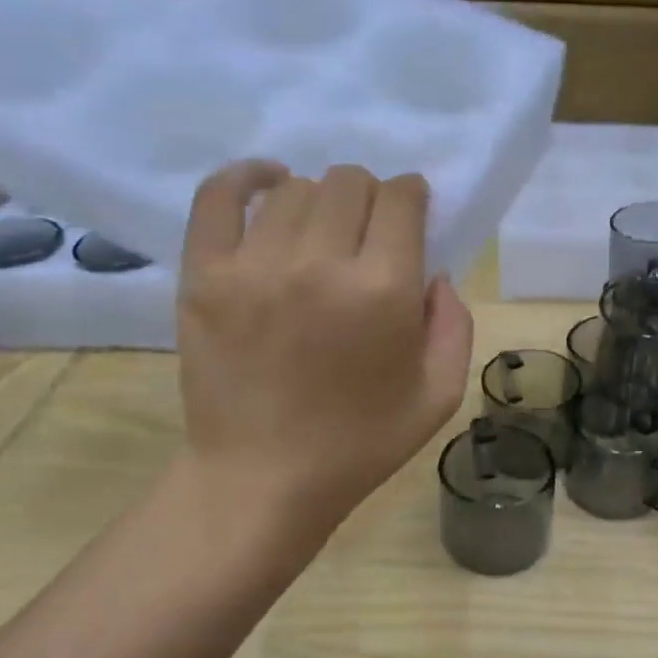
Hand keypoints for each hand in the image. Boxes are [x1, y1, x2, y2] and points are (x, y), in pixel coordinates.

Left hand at [176, 161, 472, 529]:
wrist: (263, 480)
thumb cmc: (360, 444)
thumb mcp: (439, 396)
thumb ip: (454, 324)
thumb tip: (433, 273)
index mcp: (383, 291)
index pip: (401, 200)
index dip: (413, 196)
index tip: (412, 213)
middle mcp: (320, 263)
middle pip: (349, 183)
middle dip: (371, 197)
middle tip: (368, 234)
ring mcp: (254, 265)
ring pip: (295, 189)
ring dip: (320, 201)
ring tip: (321, 234)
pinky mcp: (204, 275)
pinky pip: (219, 196)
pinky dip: (247, 177)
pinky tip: (268, 184)